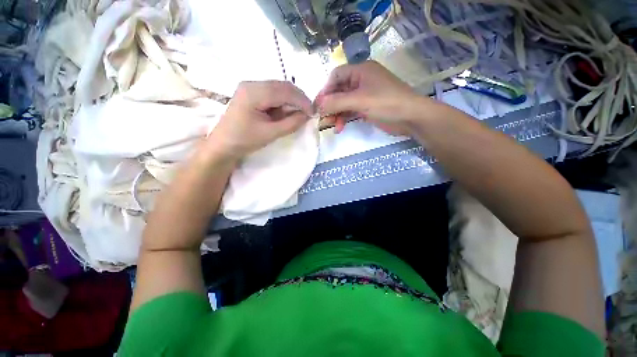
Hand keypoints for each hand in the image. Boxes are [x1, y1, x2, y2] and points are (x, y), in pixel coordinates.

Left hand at [207, 81, 312, 159]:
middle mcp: (252, 84)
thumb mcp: (270, 133)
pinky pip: (272, 94)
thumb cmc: (244, 140)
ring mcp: (250, 87)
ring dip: (291, 100)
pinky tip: (285, 112)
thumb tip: (307, 115)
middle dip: (298, 99)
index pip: (285, 91)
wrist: (223, 145)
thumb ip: (291, 123)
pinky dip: (282, 102)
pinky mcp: (251, 93)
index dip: (302, 101)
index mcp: (254, 92)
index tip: (313, 113)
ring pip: (278, 89)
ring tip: (298, 114)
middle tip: (308, 113)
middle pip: (282, 86)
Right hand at [315, 61, 427, 134]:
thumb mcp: (359, 101)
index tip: (318, 105)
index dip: (326, 89)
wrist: (410, 117)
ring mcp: (364, 95)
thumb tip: (318, 105)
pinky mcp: (367, 107)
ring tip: (333, 125)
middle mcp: (361, 80)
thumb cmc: (386, 103)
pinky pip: (351, 111)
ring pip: (344, 103)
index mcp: (360, 70)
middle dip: (331, 105)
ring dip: (337, 114)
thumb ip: (337, 102)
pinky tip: (340, 128)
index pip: (336, 76)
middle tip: (323, 118)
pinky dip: (344, 118)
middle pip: (339, 91)